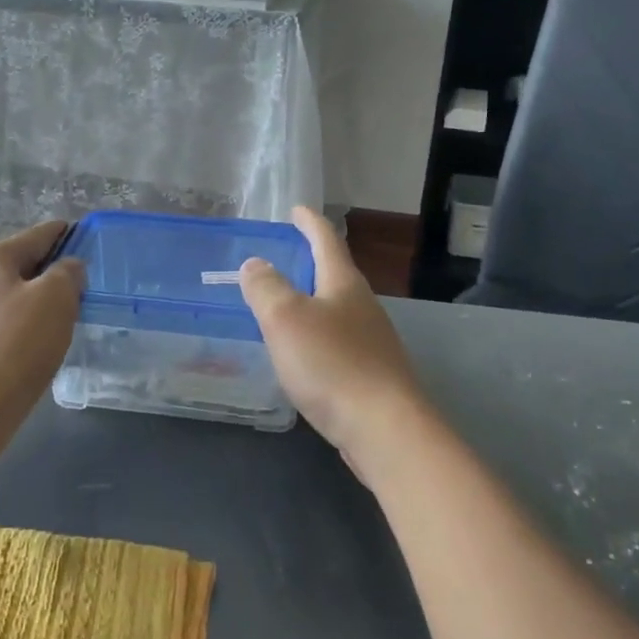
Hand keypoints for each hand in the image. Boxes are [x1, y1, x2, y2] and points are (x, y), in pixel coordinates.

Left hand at [0, 222, 84, 448]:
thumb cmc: (11, 349)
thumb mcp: (54, 300)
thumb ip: (67, 274)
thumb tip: (67, 269)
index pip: (39, 234)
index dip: (70, 235)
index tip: (95, 242)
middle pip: (24, 267)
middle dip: (56, 276)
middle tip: (90, 292)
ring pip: (14, 300)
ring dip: (42, 307)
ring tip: (70, 324)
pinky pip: (4, 330)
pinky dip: (26, 334)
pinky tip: (40, 352)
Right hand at [240, 207, 429, 476]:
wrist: (383, 428)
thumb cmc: (332, 364)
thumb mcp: (285, 319)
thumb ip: (266, 287)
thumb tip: (255, 264)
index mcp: (343, 284)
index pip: (326, 240)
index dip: (309, 222)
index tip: (297, 209)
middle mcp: (363, 306)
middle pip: (336, 274)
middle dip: (312, 262)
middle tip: (286, 257)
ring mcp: (372, 342)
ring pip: (338, 311)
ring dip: (314, 302)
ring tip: (288, 306)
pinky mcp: (372, 375)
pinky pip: (339, 344)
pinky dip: (318, 337)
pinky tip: (304, 355)